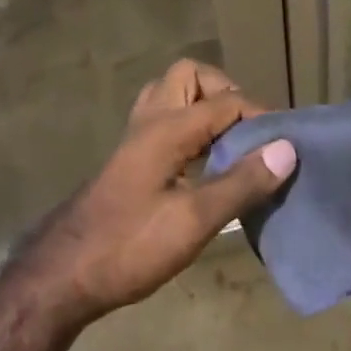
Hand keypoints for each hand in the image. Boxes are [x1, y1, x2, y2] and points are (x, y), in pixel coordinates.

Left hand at [20, 59, 296, 326]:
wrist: (64, 275)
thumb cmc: (131, 246)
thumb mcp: (193, 221)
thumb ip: (241, 183)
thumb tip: (286, 148)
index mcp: (168, 127)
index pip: (226, 100)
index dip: (260, 116)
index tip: (283, 145)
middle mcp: (150, 120)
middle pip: (190, 75)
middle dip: (224, 93)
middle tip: (246, 132)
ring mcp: (136, 137)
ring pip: (173, 94)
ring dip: (204, 106)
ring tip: (229, 143)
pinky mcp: (130, 158)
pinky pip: (165, 118)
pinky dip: (189, 125)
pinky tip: (202, 162)